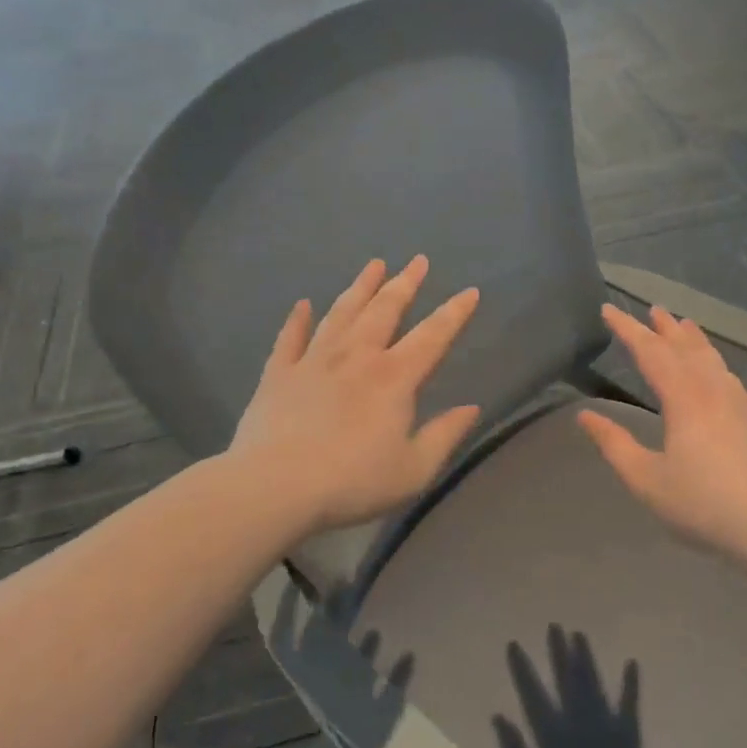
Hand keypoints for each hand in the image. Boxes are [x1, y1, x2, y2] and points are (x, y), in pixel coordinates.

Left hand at [230, 257, 481, 535]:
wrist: (275, 486)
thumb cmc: (352, 482)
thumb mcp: (413, 469)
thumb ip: (444, 435)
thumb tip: (471, 408)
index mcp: (393, 377)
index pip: (432, 336)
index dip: (454, 313)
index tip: (470, 291)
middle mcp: (356, 356)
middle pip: (384, 310)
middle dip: (405, 283)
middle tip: (417, 260)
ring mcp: (314, 361)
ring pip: (341, 313)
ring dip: (360, 287)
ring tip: (374, 265)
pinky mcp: (279, 374)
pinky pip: (290, 338)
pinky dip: (298, 320)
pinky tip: (303, 305)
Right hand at [577, 303, 746, 559]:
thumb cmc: (702, 503)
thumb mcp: (646, 479)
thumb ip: (614, 445)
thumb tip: (585, 415)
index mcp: (682, 399)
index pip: (649, 352)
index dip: (628, 329)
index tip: (609, 309)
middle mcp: (714, 391)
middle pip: (686, 350)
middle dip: (666, 328)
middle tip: (653, 309)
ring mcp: (745, 406)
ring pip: (719, 363)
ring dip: (700, 343)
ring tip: (688, 326)